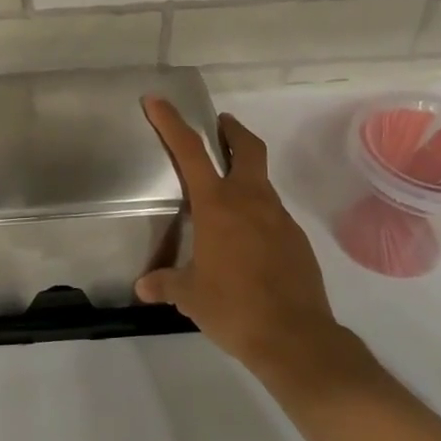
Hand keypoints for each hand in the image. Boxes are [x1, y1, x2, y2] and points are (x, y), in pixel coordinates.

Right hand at [138, 97, 344, 379]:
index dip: (171, 122)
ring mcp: (279, 219)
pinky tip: (244, 242)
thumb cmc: (233, 308)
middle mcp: (251, 201)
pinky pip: (272, 215)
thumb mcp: (190, 296)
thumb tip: (143, 288)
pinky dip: (256, 214)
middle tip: (219, 126)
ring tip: (223, 198)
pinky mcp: (297, 241)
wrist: (296, 339)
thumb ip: (166, 284)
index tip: (157, 100)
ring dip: (244, 175)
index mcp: (218, 206)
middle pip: (247, 148)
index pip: (190, 151)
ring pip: (261, 182)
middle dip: (232, 131)